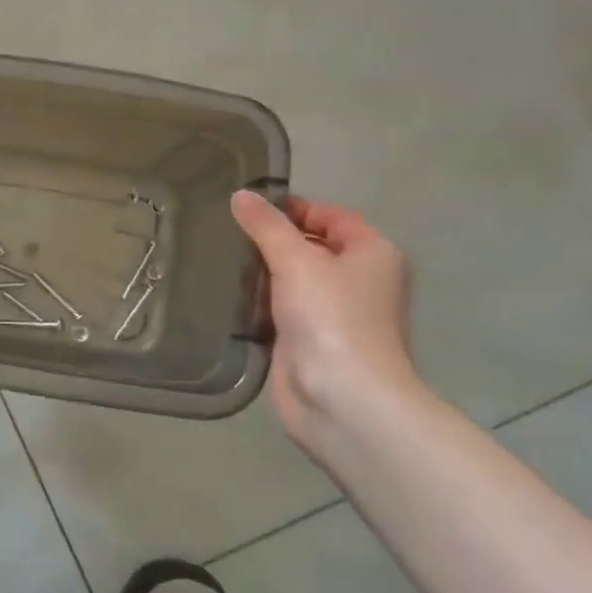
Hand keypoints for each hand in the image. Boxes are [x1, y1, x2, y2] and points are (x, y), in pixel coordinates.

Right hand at [232, 190, 417, 458]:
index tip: (246, 209)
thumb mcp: (296, 259)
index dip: (292, 208)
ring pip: (293, 280)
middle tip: (225, 233)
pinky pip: (281, 310)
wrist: (341, 396)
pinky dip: (259, 303)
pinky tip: (228, 296)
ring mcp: (334, 313)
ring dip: (261, 274)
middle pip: (311, 246)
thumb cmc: (330, 317)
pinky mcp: (310, 340)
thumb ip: (266, 226)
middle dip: (271, 241)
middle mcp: (359, 280)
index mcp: (372, 252)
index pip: (331, 215)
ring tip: (219, 261)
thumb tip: (241, 195)